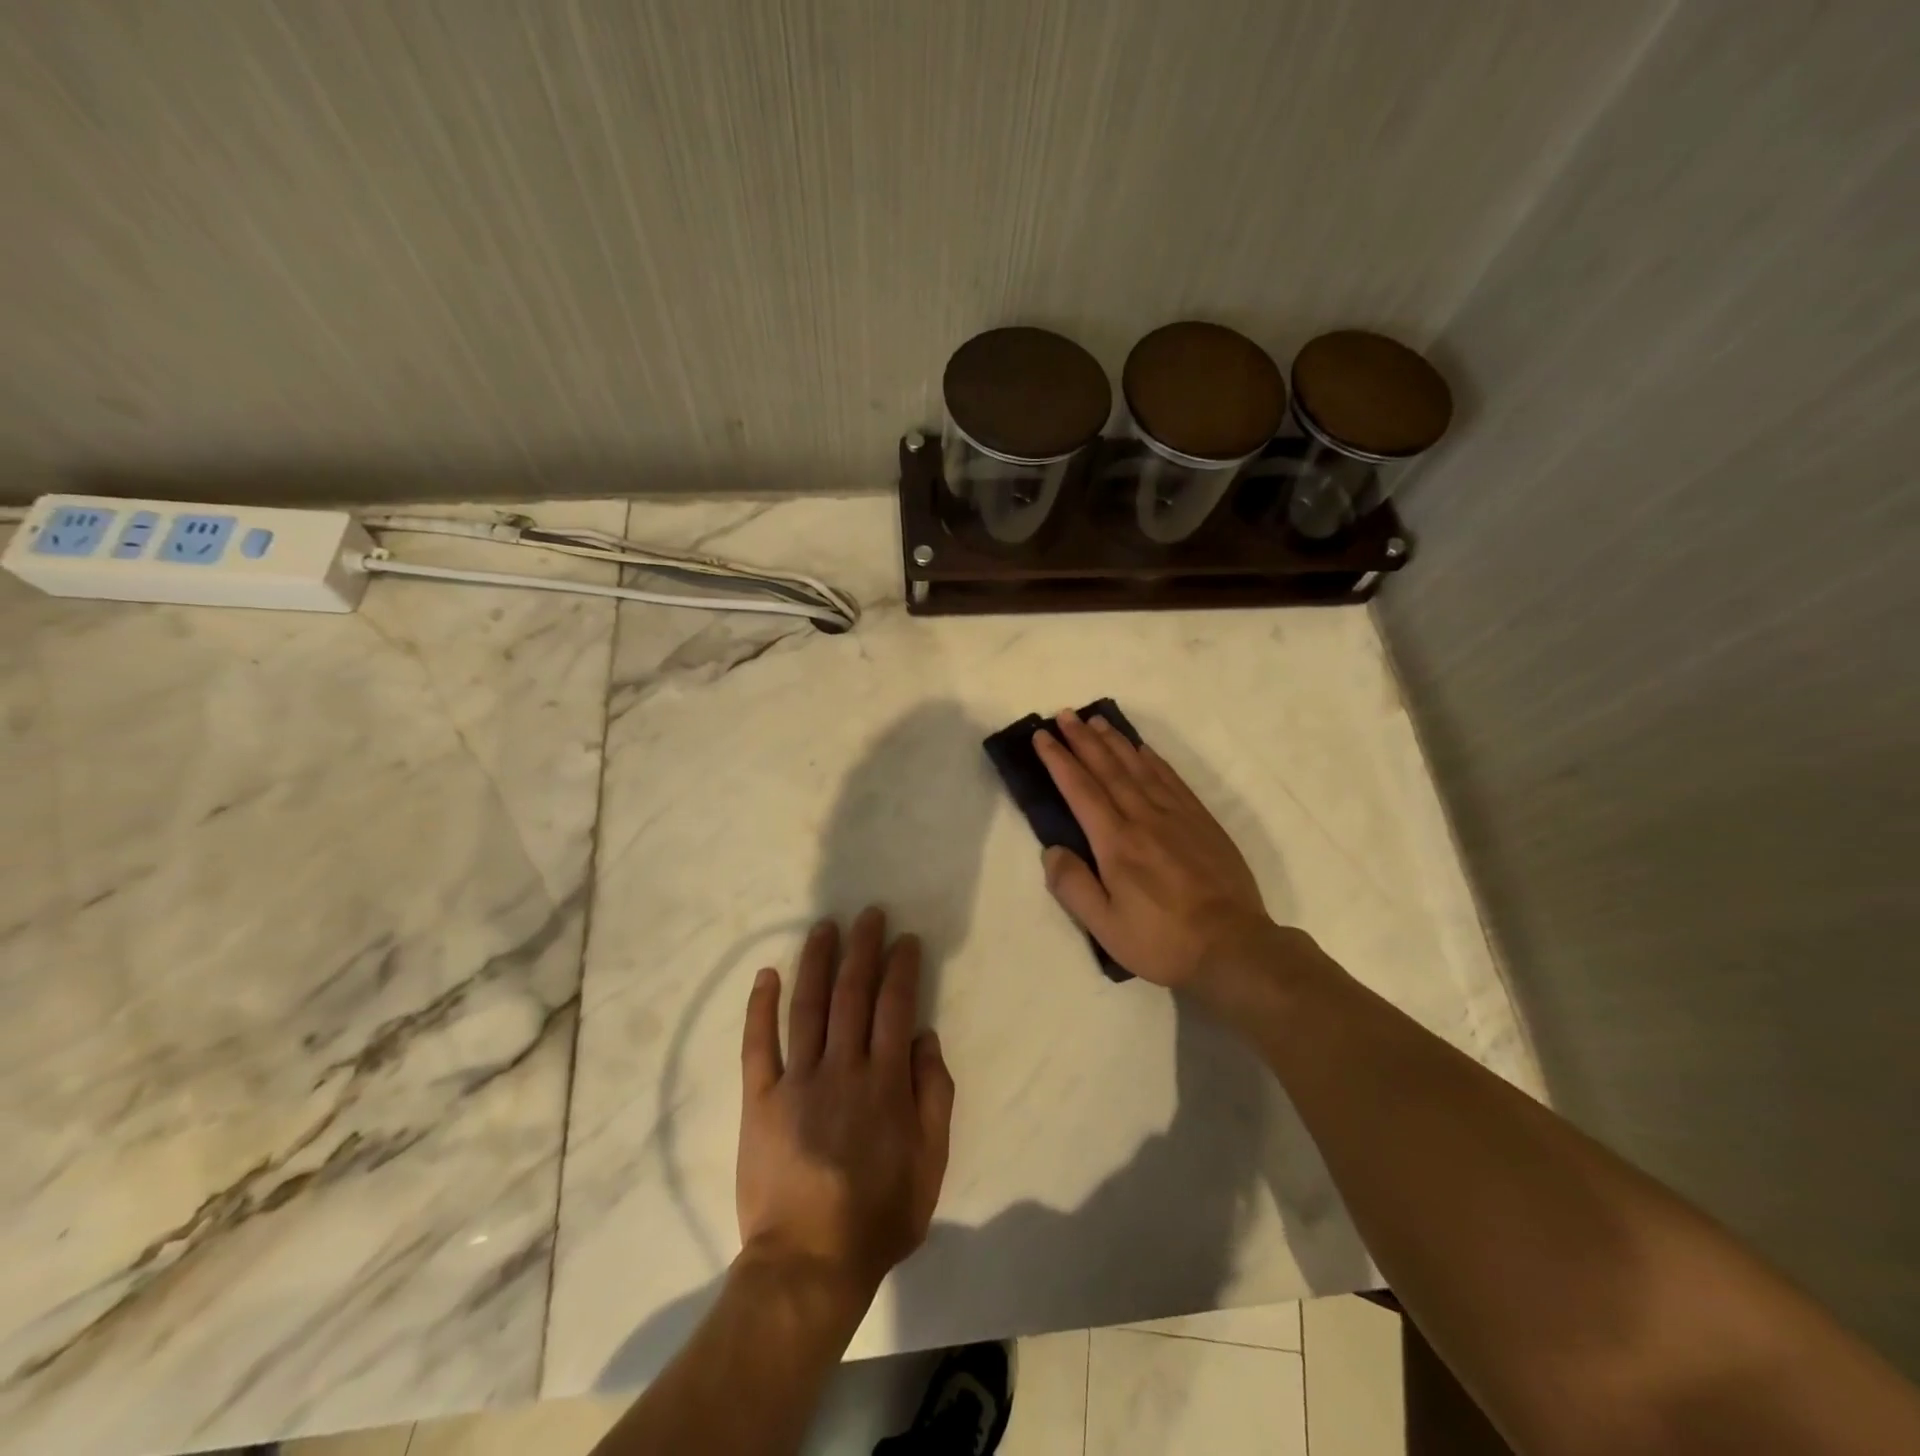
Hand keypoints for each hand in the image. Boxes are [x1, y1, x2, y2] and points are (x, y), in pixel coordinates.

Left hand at [736, 908, 954, 1309]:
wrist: (809, 1264)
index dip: (901, 967)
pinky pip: (757, 1045)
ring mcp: (797, 1081)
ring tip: (824, 927)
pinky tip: (766, 974)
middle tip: (868, 914)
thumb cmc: (879, 1215)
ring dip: (816, 961)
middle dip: (862, 948)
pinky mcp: (760, 1100)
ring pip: (807, 1006)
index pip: (896, 1006)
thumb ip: (934, 1094)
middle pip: (852, 994)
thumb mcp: (931, 1162)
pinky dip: (760, 1007)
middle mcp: (842, 1068)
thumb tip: (924, 1035)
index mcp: (885, 1081)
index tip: (904, 939)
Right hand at [1033, 711, 1275, 992]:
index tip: (1043, 737)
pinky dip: (1153, 759)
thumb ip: (1072, 886)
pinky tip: (1143, 750)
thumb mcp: (1105, 926)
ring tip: (1097, 721)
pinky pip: (1172, 779)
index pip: (1080, 790)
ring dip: (1115, 742)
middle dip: (1083, 740)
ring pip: (1139, 767)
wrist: (1233, 946)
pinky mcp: (1202, 822)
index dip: (1059, 761)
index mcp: (1116, 842)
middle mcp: (1144, 818)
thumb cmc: (1162, 940)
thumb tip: (1052, 850)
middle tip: (1065, 715)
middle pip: (1108, 769)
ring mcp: (1177, 816)